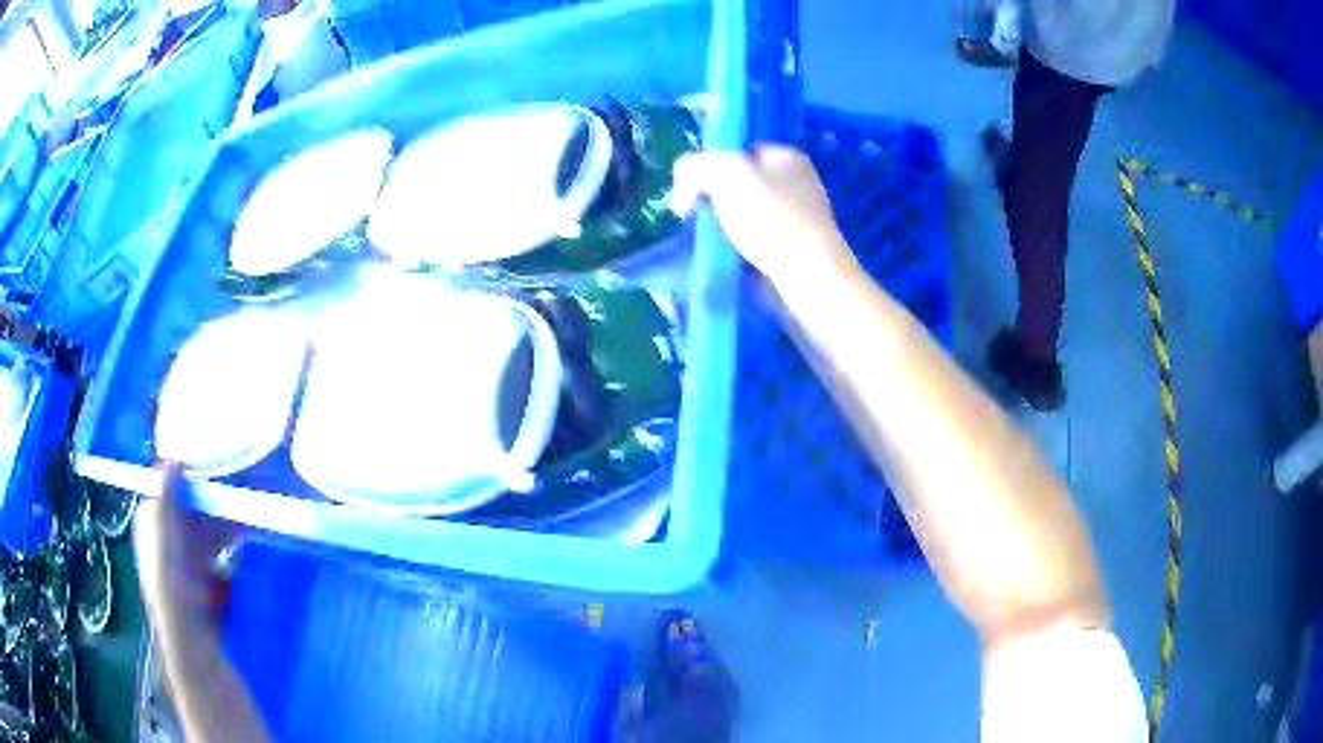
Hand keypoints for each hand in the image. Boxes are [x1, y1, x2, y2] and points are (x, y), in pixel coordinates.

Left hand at [133, 463, 242, 635]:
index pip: (169, 492)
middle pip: (191, 512)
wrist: (189, 629)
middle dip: (212, 505)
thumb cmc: (170, 570)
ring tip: (245, 525)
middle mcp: (167, 539)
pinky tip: (243, 549)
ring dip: (225, 527)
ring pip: (208, 534)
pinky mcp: (206, 583)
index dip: (187, 482)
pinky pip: (220, 557)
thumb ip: (166, 486)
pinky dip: (231, 551)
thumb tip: (175, 457)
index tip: (210, 477)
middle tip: (233, 501)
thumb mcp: (162, 520)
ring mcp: (187, 563)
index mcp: (151, 522)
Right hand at [671, 146, 856, 289]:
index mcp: (787, 158)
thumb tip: (683, 189)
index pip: (738, 151)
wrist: (808, 278)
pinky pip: (755, 247)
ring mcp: (799, 222)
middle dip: (713, 200)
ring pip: (746, 218)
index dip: (709, 166)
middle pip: (741, 185)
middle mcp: (798, 185)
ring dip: (721, 230)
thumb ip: (695, 168)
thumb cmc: (771, 218)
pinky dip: (737, 254)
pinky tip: (725, 262)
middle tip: (692, 218)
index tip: (689, 190)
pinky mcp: (794, 255)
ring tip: (706, 243)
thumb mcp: (724, 174)